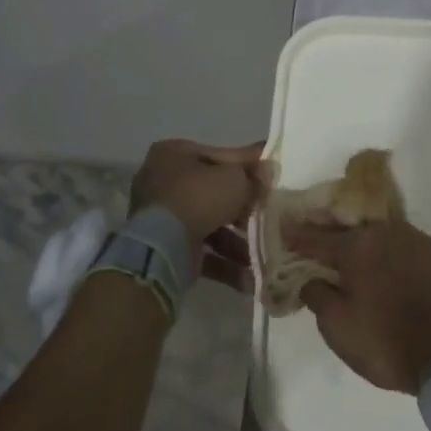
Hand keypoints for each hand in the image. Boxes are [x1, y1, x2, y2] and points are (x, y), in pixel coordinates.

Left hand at [130, 139, 269, 290]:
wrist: (162, 247)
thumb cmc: (199, 198)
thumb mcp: (235, 179)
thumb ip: (253, 175)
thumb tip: (266, 171)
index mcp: (173, 154)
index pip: (220, 156)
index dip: (248, 167)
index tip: (270, 175)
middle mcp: (162, 182)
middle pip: (213, 193)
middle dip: (242, 210)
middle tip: (268, 216)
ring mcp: (160, 217)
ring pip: (209, 225)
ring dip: (237, 241)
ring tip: (264, 252)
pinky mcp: (163, 248)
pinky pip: (201, 250)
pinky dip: (224, 262)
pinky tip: (250, 275)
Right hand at [283, 218, 430, 391]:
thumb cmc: (386, 342)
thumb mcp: (337, 326)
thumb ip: (317, 295)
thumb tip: (312, 278)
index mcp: (359, 246)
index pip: (318, 237)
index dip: (298, 236)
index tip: (283, 230)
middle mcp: (388, 233)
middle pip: (352, 231)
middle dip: (332, 236)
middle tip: (316, 242)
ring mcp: (419, 242)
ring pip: (382, 237)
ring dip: (365, 245)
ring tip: (353, 257)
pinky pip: (405, 249)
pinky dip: (391, 256)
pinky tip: (387, 270)